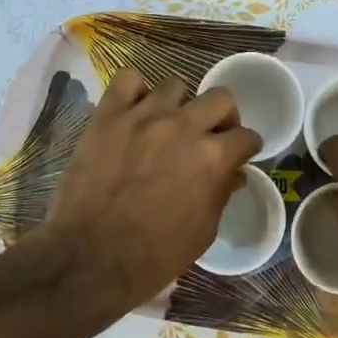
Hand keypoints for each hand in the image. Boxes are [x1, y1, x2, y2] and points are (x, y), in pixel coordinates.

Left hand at [46, 69, 262, 314]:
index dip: (247, 146)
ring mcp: (144, 116)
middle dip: (223, 116)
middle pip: (220, 97)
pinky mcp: (109, 115)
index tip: (241, 154)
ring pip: (175, 85)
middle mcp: (184, 127)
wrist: (90, 257)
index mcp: (212, 158)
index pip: (246, 136)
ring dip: (179, 104)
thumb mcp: (202, 232)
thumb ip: (221, 194)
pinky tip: (134, 111)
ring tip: (167, 124)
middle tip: (211, 134)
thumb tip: (233, 174)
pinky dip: (135, 91)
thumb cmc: (154, 255)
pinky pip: (127, 80)